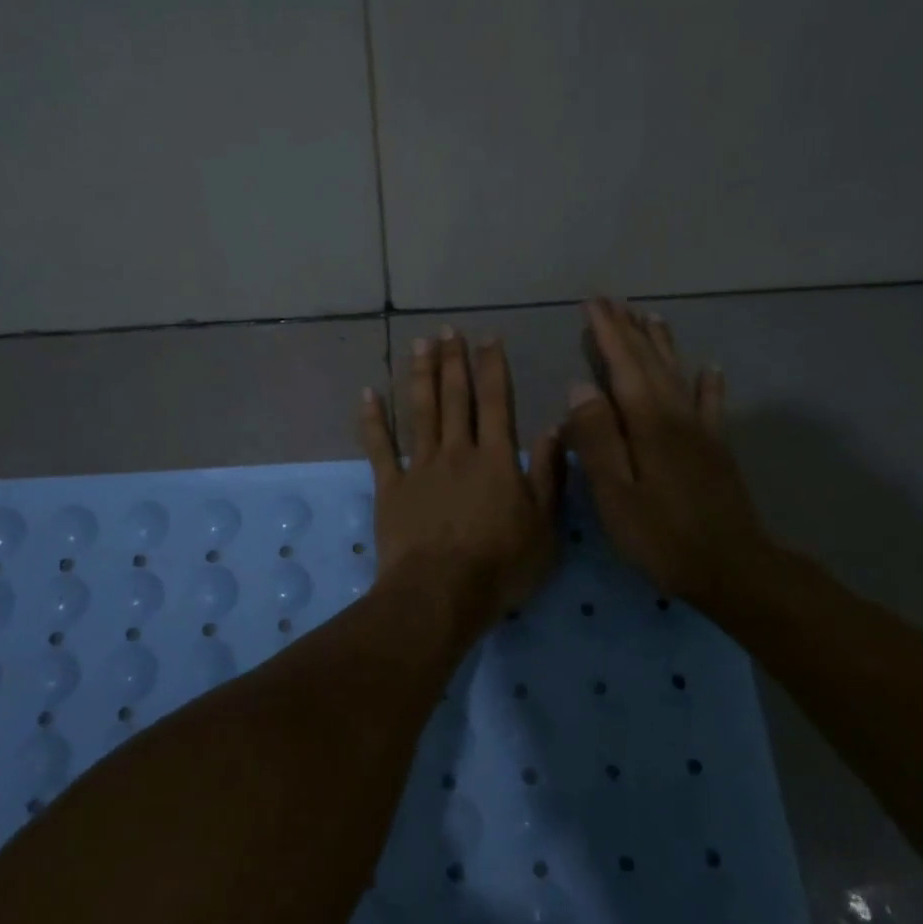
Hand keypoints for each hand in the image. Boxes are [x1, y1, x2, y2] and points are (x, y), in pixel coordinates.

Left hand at [360, 329, 562, 623]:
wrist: (441, 593)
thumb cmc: (500, 566)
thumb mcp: (545, 526)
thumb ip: (550, 475)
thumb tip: (555, 428)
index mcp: (496, 459)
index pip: (496, 402)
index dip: (492, 368)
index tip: (487, 338)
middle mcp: (457, 452)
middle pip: (455, 398)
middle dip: (453, 361)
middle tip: (447, 330)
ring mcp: (420, 467)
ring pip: (420, 412)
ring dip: (420, 376)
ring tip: (419, 344)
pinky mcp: (390, 487)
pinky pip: (380, 447)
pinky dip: (373, 420)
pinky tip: (368, 394)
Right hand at [564, 299, 779, 611]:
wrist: (732, 568)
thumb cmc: (662, 536)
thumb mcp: (615, 493)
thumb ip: (596, 438)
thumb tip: (579, 386)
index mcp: (648, 423)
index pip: (622, 365)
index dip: (607, 333)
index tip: (592, 303)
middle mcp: (676, 415)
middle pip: (650, 362)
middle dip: (630, 330)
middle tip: (613, 301)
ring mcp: (701, 431)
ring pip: (678, 375)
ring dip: (662, 344)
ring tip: (652, 317)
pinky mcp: (716, 449)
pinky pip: (711, 405)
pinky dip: (708, 383)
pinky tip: (710, 368)